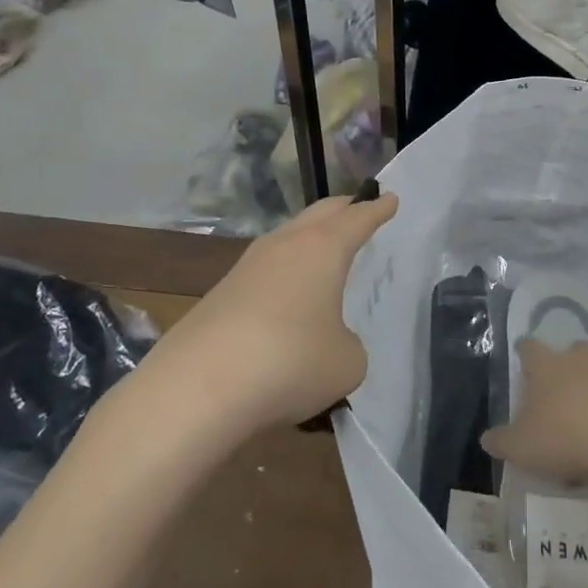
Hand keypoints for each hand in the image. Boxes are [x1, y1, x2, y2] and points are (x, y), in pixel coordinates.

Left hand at [157, 191, 397, 431]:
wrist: (196, 389)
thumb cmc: (290, 363)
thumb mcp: (346, 363)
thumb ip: (348, 344)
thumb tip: (329, 341)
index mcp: (323, 249)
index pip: (358, 219)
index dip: (378, 210)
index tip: (390, 198)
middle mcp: (285, 246)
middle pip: (319, 214)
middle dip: (343, 209)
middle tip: (359, 208)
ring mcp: (247, 267)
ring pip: (287, 238)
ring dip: (309, 239)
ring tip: (323, 249)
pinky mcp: (220, 294)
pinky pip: (265, 270)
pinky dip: (284, 273)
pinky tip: (286, 295)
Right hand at [481, 338, 587, 484]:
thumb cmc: (565, 434)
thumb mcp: (523, 447)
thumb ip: (503, 442)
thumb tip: (487, 438)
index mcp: (545, 366)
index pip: (529, 348)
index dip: (524, 353)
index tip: (522, 356)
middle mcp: (578, 360)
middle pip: (571, 351)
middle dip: (566, 366)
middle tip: (560, 390)